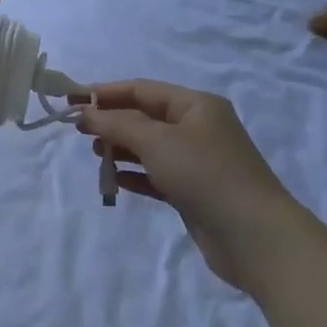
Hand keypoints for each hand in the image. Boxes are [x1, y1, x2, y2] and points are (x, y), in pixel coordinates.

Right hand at [77, 81, 296, 294]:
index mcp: (196, 105)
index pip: (143, 90)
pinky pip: (157, 175)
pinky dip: (135, 175)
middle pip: (146, 117)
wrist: (254, 236)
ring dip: (121, 149)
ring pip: (150, 147)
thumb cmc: (205, 175)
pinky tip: (114, 180)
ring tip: (95, 155)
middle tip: (79, 131)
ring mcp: (198, 161)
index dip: (106, 93)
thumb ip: (118, 125)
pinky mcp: (195, 191)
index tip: (72, 101)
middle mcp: (198, 128)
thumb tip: (87, 114)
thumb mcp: (157, 142)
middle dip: (112, 122)